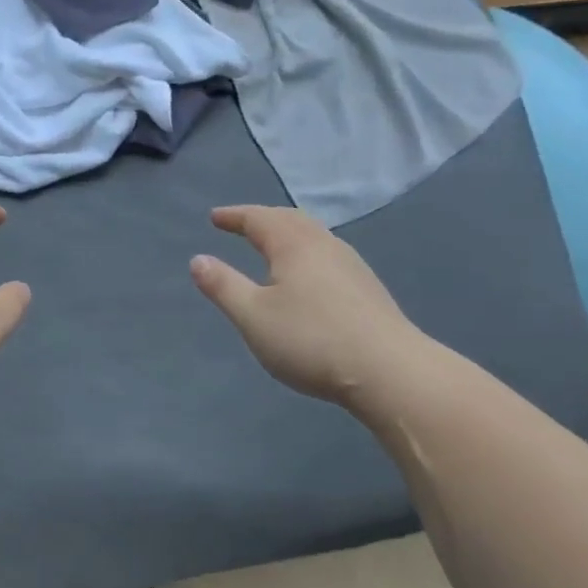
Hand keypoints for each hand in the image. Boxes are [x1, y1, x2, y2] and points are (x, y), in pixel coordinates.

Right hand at [190, 205, 429, 407]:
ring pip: (313, 235)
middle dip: (263, 219)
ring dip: (288, 233)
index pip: (259, 218)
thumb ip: (223, 286)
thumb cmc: (311, 340)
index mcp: (294, 244)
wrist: (390, 371)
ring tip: (272, 246)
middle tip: (242, 225)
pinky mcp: (367, 288)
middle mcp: (324, 244)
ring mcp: (351, 265)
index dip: (234, 216)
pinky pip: (327, 254)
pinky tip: (308, 276)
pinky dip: (306, 252)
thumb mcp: (253, 316)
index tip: (215, 218)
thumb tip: (198, 260)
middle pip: (290, 219)